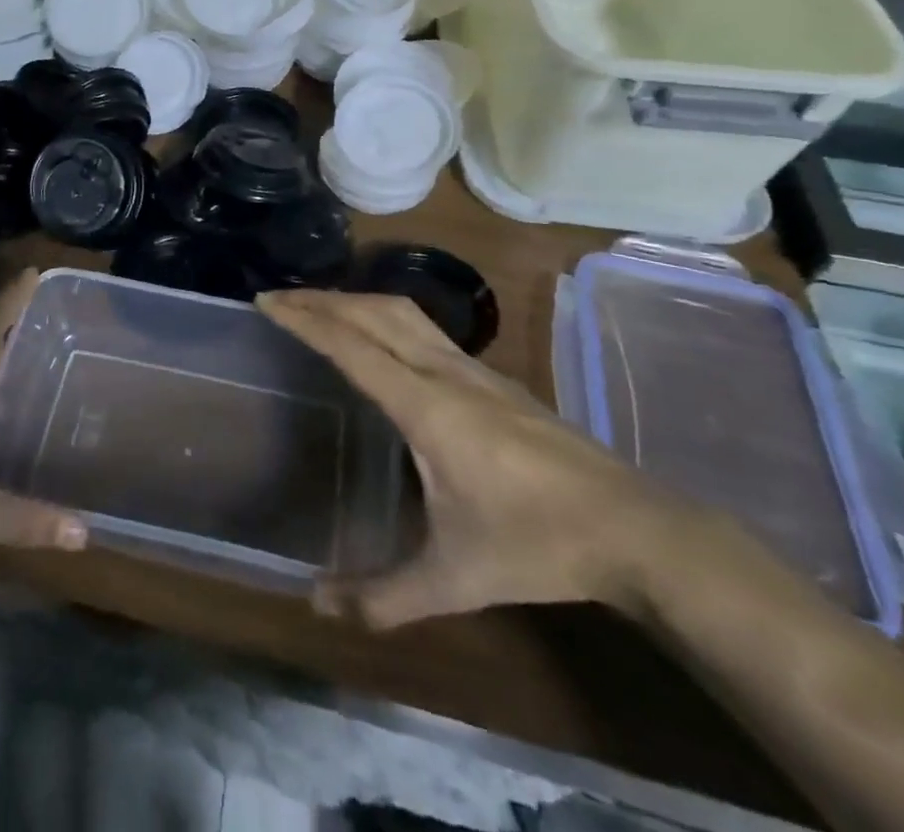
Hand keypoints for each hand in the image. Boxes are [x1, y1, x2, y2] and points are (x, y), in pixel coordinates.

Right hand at [258, 290, 696, 627]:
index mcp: (426, 406)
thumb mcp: (455, 579)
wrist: (636, 530)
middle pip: (373, 312)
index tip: (267, 302)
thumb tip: (317, 606)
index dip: (306, 320)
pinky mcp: (494, 377)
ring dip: (355, 300)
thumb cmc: (537, 546)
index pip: (352, 346)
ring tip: (321, 307)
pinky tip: (382, 339)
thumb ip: (385, 594)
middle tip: (279, 298)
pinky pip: (425, 327)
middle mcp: (444, 372)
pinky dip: (385, 316)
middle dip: (322, 299)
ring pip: (403, 312)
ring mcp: (474, 369)